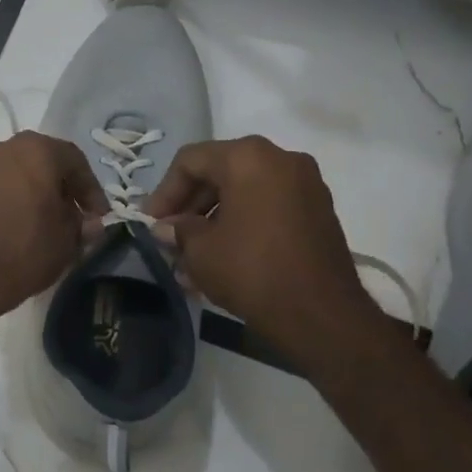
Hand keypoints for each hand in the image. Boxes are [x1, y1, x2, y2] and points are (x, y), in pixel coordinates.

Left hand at [0, 132, 107, 321]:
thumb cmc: (23, 252)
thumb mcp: (67, 242)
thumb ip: (81, 224)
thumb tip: (88, 222)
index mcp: (36, 150)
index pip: (74, 160)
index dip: (90, 189)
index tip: (97, 215)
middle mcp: (1, 147)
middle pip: (40, 161)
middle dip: (57, 187)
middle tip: (69, 215)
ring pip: (11, 172)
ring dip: (27, 191)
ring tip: (36, 220)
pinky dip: (1, 199)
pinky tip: (6, 223)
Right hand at [147, 136, 390, 376]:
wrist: (320, 314)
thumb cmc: (251, 270)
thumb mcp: (200, 250)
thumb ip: (178, 230)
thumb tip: (166, 228)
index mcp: (248, 158)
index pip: (190, 161)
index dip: (163, 192)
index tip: (150, 223)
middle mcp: (281, 159)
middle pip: (219, 172)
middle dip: (189, 206)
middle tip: (169, 238)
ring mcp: (305, 184)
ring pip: (244, 192)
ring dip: (213, 219)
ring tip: (191, 256)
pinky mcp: (318, 212)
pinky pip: (267, 207)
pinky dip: (242, 224)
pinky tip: (222, 258)